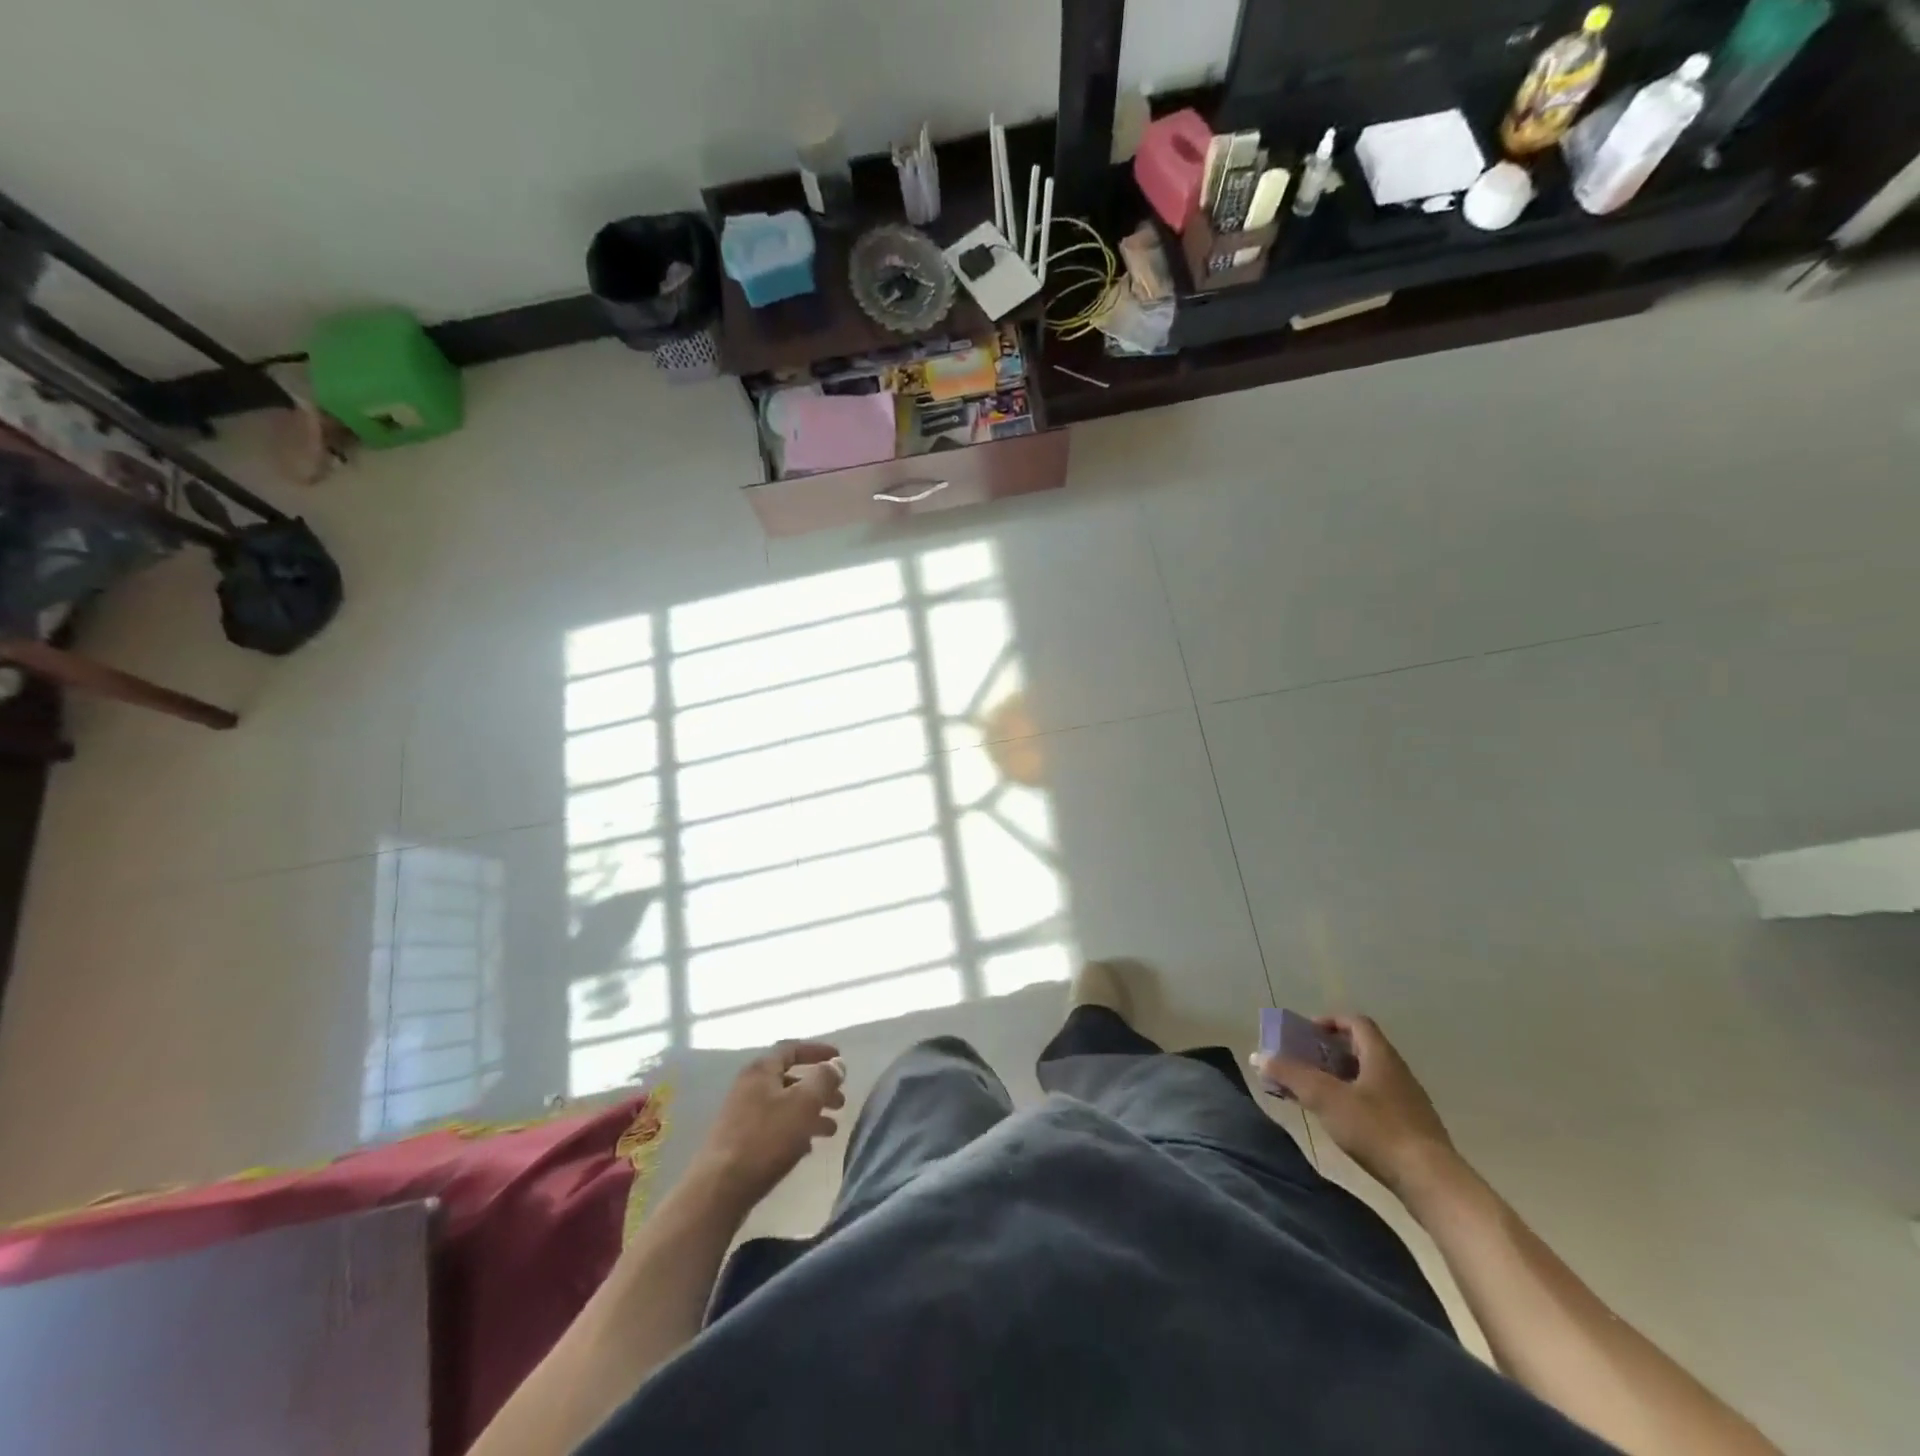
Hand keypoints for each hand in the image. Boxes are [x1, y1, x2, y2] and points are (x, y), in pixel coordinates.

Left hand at [692, 1041, 846, 1212]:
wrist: (719, 1189)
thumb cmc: (766, 1139)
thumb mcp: (804, 1103)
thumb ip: (824, 1079)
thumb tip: (836, 1063)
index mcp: (761, 1070)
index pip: (792, 1048)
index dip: (818, 1050)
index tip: (840, 1058)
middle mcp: (749, 1086)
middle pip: (790, 1079)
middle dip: (818, 1088)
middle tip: (841, 1102)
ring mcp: (741, 1114)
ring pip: (784, 1105)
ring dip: (810, 1112)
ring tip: (831, 1129)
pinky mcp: (739, 1141)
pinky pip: (773, 1126)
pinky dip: (794, 1130)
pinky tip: (808, 1147)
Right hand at [1254, 1015, 1457, 1197]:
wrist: (1433, 1183)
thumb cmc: (1377, 1130)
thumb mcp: (1326, 1098)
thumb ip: (1291, 1074)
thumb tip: (1259, 1056)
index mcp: (1381, 1056)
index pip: (1356, 1022)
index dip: (1329, 1022)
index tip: (1306, 1034)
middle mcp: (1397, 1072)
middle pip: (1361, 1049)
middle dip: (1328, 1052)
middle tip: (1303, 1063)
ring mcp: (1408, 1102)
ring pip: (1369, 1077)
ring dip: (1340, 1079)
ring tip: (1316, 1094)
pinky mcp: (1413, 1129)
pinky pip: (1377, 1102)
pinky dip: (1355, 1102)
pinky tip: (1342, 1123)